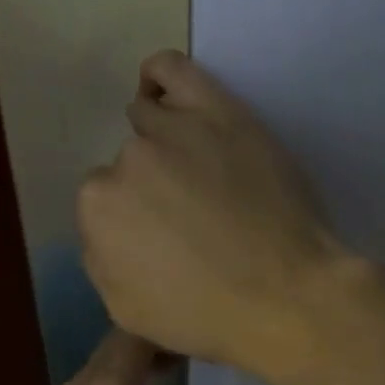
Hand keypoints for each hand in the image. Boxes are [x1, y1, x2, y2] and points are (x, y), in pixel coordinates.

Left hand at [0, 328, 217, 384]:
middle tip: (193, 356)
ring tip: (173, 380)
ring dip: (138, 366)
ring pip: (106, 366)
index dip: (169, 328)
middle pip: (120, 343)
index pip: (138, 330)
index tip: (199, 339)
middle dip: (156, 343)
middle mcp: (85, 382)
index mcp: (111, 383)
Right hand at [78, 51, 354, 380]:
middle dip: (152, 187)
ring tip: (197, 169)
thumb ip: (100, 257)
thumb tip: (107, 225)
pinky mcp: (218, 111)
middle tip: (192, 214)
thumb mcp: (127, 309)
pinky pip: (170, 69)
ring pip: (148, 120)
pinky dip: (158, 76)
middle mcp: (127, 161)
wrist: (286, 297)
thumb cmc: (206, 315)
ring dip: (162, 142)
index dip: (135, 220)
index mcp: (98, 209)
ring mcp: (173, 130)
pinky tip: (161, 90)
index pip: (104, 201)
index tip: (165, 236)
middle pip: (129, 162)